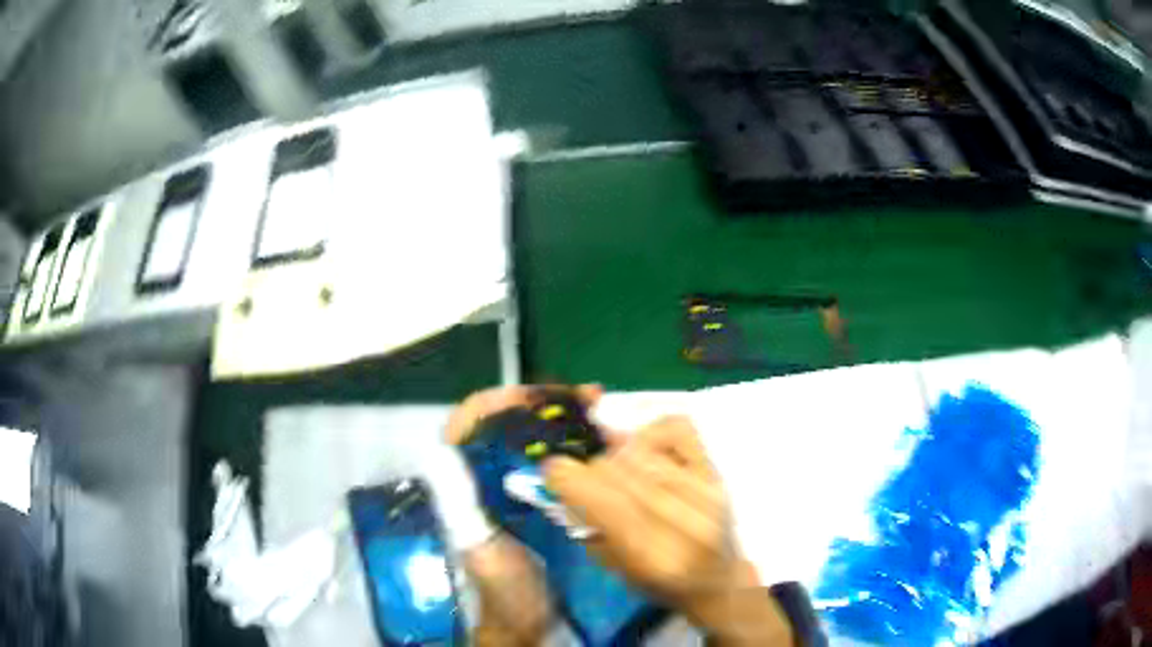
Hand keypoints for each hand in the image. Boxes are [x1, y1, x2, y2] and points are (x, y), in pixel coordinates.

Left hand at [443, 385, 601, 644]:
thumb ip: (461, 507)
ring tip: (600, 409)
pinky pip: (557, 464)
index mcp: (465, 484)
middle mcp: (489, 478)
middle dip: (544, 404)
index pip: (469, 423)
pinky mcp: (542, 502)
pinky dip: (577, 448)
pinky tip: (604, 444)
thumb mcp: (477, 549)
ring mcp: (517, 488)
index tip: (539, 395)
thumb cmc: (499, 589)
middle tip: (587, 397)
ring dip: (564, 420)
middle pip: (509, 424)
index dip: (498, 401)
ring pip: (535, 440)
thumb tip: (444, 453)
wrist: (524, 621)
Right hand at [544, 416, 792, 645]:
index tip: (551, 471)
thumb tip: (563, 479)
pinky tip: (645, 452)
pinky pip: (677, 428)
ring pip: (639, 450)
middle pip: (616, 470)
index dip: (567, 477)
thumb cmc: (662, 584)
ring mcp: (707, 493)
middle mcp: (685, 523)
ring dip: (617, 457)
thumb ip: (587, 527)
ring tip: (619, 474)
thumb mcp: (616, 570)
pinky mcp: (718, 473)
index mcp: (654, 557)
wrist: (718, 580)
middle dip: (589, 471)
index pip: (602, 501)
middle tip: (588, 483)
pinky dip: (651, 433)